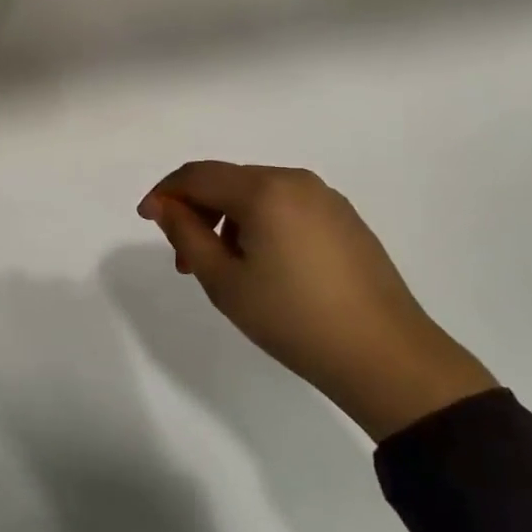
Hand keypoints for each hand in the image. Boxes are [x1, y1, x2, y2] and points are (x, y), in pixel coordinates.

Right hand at [139, 162, 496, 440]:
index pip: (198, 174)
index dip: (165, 192)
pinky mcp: (344, 218)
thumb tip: (164, 205)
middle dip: (197, 210)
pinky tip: (263, 265)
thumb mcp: (225, 281)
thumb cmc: (293, 319)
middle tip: (185, 259)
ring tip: (223, 267)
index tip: (146, 219)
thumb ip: (186, 234)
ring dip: (227, 219)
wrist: (385, 356)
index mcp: (264, 189)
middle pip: (228, 180)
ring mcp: (325, 198)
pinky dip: (260, 224)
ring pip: (257, 193)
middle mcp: (295, 180)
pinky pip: (286, 206)